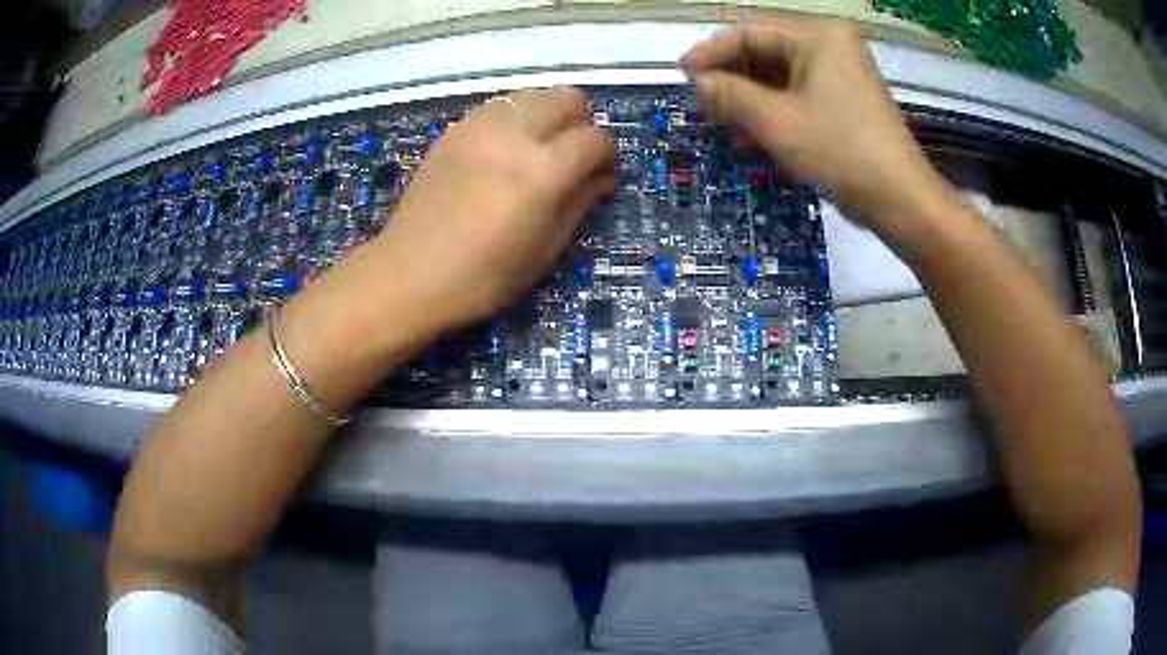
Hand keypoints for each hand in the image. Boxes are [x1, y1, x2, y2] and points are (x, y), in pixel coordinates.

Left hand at [373, 87, 616, 329]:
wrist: (409, 274)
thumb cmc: (483, 277)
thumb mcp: (544, 250)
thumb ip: (578, 203)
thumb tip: (600, 178)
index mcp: (543, 169)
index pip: (596, 138)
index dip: (608, 155)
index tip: (602, 176)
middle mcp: (515, 133)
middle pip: (568, 97)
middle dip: (581, 123)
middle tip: (573, 157)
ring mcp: (479, 125)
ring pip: (532, 94)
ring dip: (547, 116)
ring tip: (538, 152)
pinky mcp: (455, 129)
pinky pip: (499, 106)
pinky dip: (514, 119)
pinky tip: (504, 152)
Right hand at [681, 20, 953, 246]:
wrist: (901, 201)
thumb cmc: (840, 152)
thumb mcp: (777, 122)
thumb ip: (731, 94)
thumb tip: (699, 81)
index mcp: (818, 37)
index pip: (751, 33)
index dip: (712, 53)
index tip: (681, 74)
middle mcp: (831, 47)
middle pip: (766, 54)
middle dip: (732, 81)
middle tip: (703, 106)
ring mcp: (841, 75)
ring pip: (780, 79)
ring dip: (749, 102)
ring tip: (721, 126)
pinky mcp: (845, 103)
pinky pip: (799, 98)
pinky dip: (774, 115)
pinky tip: (750, 140)